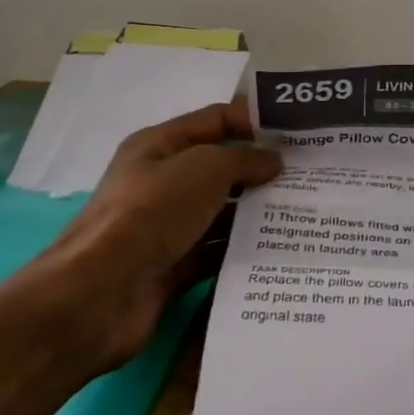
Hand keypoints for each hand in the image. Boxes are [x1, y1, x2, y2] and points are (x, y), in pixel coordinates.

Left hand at [34, 101, 280, 371]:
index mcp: (160, 146)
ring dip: (258, 211)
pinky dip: (244, 249)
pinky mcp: (175, 265)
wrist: (100, 294)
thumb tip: (274, 160)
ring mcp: (168, 225)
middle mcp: (163, 181)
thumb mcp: (203, 169)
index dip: (255, 121)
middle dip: (263, 169)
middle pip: (222, 167)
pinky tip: (281, 249)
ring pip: (223, 211)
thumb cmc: (151, 213)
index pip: (215, 120)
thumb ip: (243, 158)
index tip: (299, 132)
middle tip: (313, 174)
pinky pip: (217, 250)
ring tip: (307, 211)